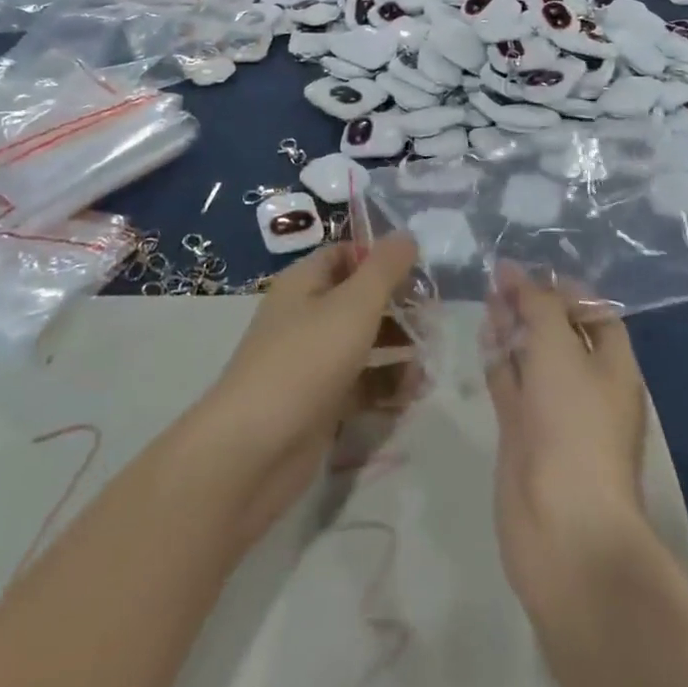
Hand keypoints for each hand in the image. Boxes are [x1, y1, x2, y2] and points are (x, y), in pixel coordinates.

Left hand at [184, 234, 421, 546]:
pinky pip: (359, 385)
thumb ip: (385, 269)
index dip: (381, 258)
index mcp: (304, 282)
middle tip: (434, 321)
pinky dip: (385, 387)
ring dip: (398, 350)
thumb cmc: (305, 361)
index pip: (346, 254)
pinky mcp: (319, 404)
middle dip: (398, 308)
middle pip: (359, 299)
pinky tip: (412, 396)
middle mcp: (306, 316)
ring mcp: (311, 362)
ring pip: (363, 344)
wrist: (253, 452)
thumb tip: (406, 234)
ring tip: (429, 365)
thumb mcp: (353, 305)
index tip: (421, 272)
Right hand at [485, 265, 649, 616]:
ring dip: (511, 327)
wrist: (563, 527)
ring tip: (486, 296)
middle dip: (532, 304)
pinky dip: (498, 360)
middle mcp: (587, 386)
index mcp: (612, 366)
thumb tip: (513, 270)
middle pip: (559, 332)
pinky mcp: (524, 434)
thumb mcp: (559, 348)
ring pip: (531, 358)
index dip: (564, 288)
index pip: (594, 313)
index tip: (529, 270)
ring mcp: (554, 412)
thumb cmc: (573, 424)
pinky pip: (511, 385)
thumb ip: (536, 303)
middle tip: (497, 278)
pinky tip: (482, 336)